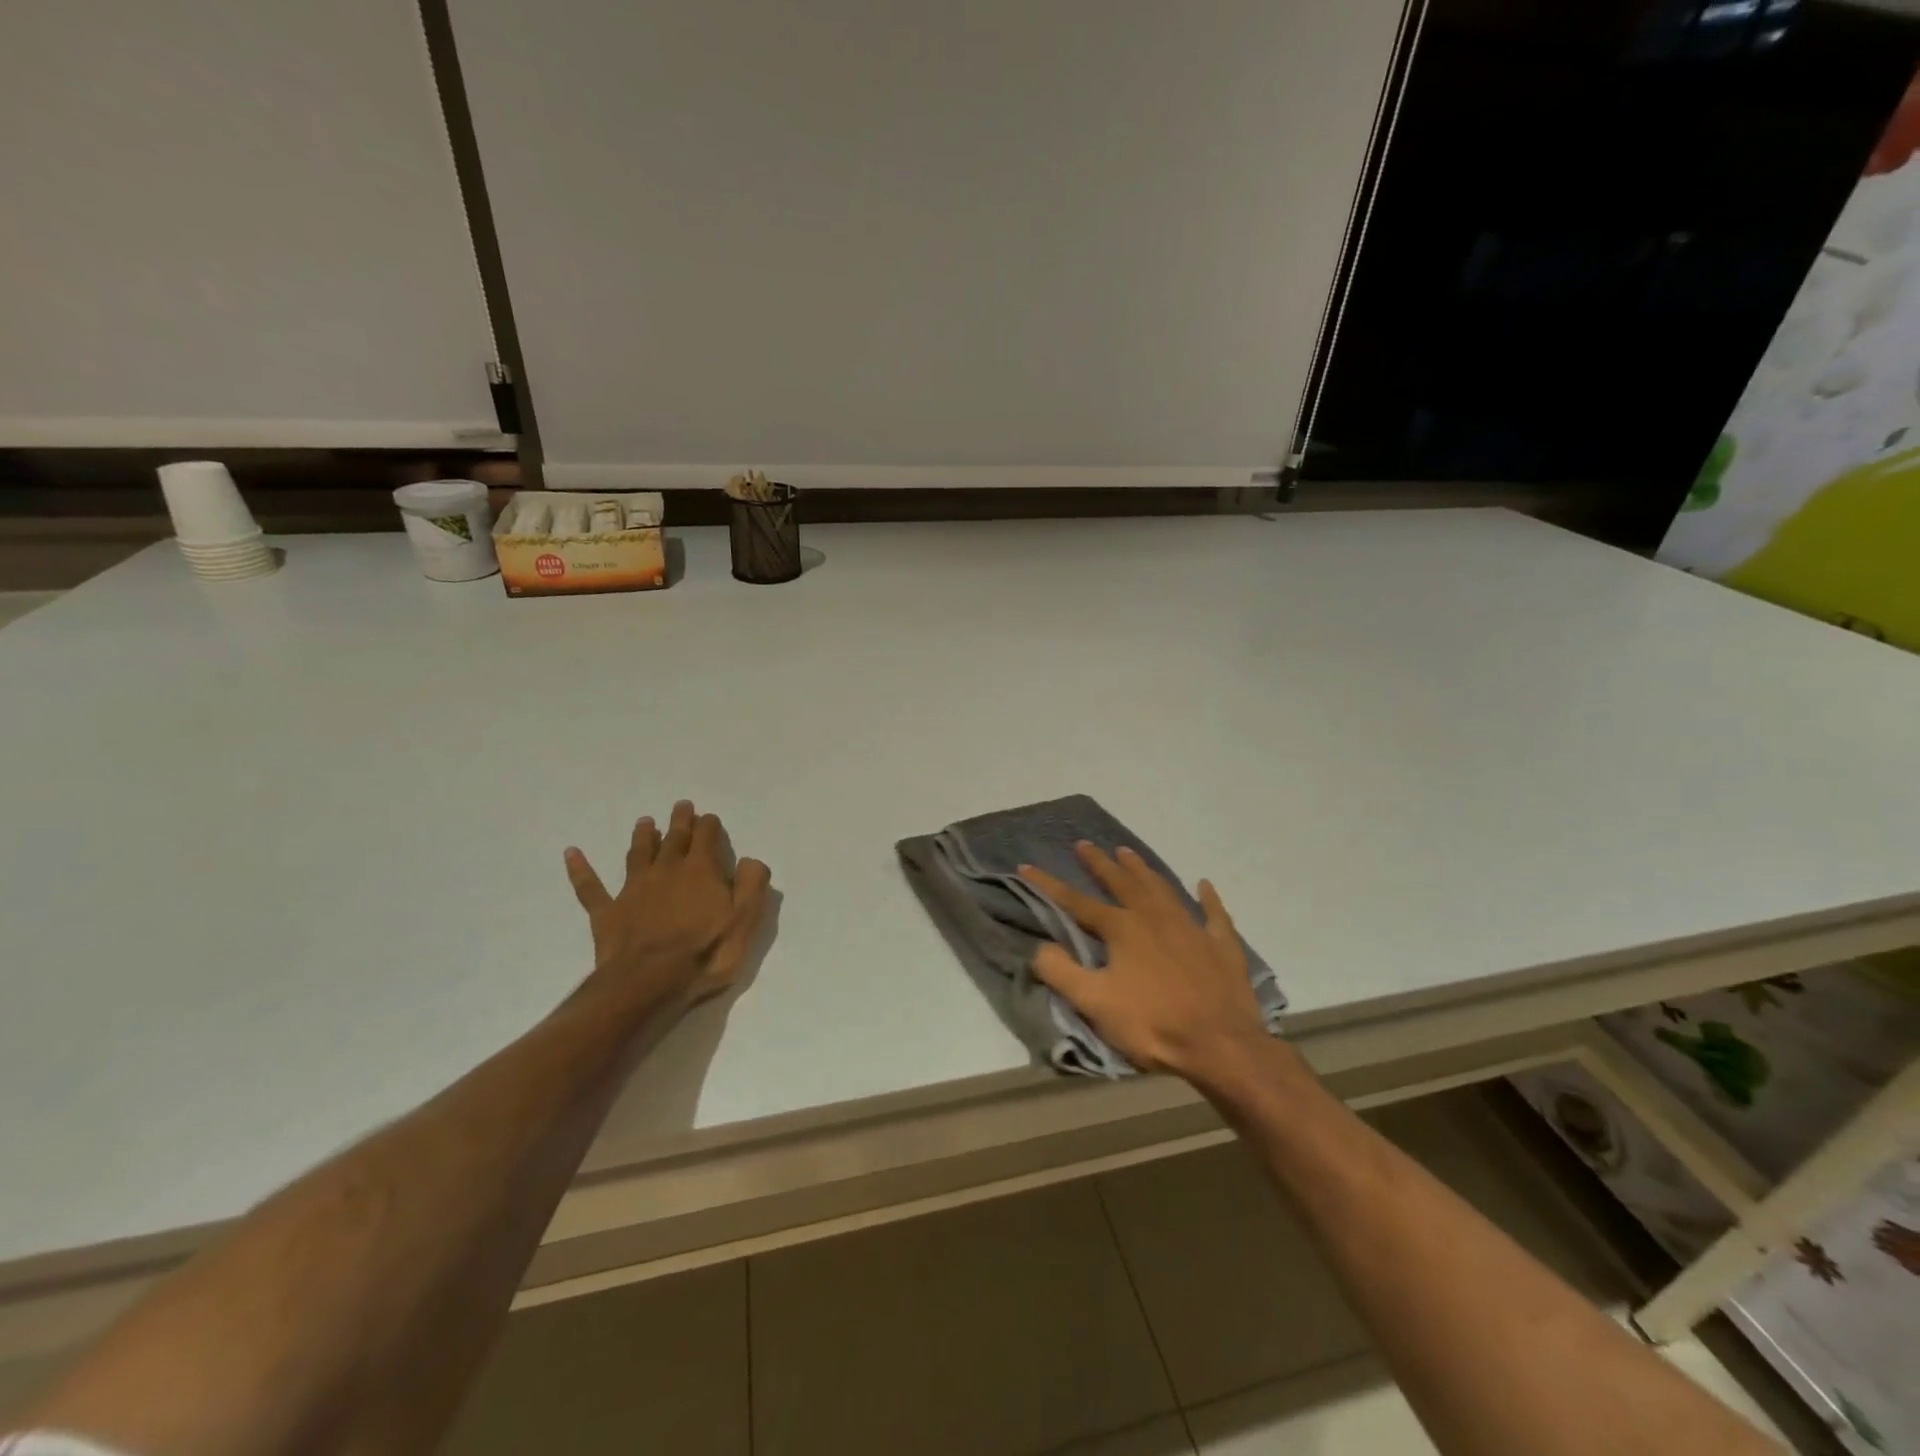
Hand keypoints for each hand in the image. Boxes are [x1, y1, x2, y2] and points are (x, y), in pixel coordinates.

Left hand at [564, 800, 771, 1014]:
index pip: (706, 836)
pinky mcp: (608, 912)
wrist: (650, 982)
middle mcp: (667, 870)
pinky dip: (580, 868)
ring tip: (645, 822)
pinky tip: (571, 853)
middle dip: (680, 821)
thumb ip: (752, 884)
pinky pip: (590, 886)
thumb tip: (749, 860)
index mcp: (701, 870)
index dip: (709, 825)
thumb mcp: (745, 919)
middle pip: (674, 838)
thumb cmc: (706, 952)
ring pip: (638, 853)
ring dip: (643, 836)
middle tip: (681, 806)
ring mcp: (633, 889)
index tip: (709, 819)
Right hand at [1019, 843, 1268, 1080]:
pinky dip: (1208, 897)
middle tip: (1084, 844)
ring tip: (1127, 852)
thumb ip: (1061, 972)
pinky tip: (1204, 884)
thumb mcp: (1095, 1003)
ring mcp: (1191, 927)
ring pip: (1162, 888)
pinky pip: (1214, 913)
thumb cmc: (1152, 1024)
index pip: (1076, 902)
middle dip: (1100, 863)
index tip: (1026, 865)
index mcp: (1122, 929)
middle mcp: (1154, 917)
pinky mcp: (1221, 944)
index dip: (1049, 884)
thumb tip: (1039, 947)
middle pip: (1122, 883)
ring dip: (1142, 870)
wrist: (1221, 1045)